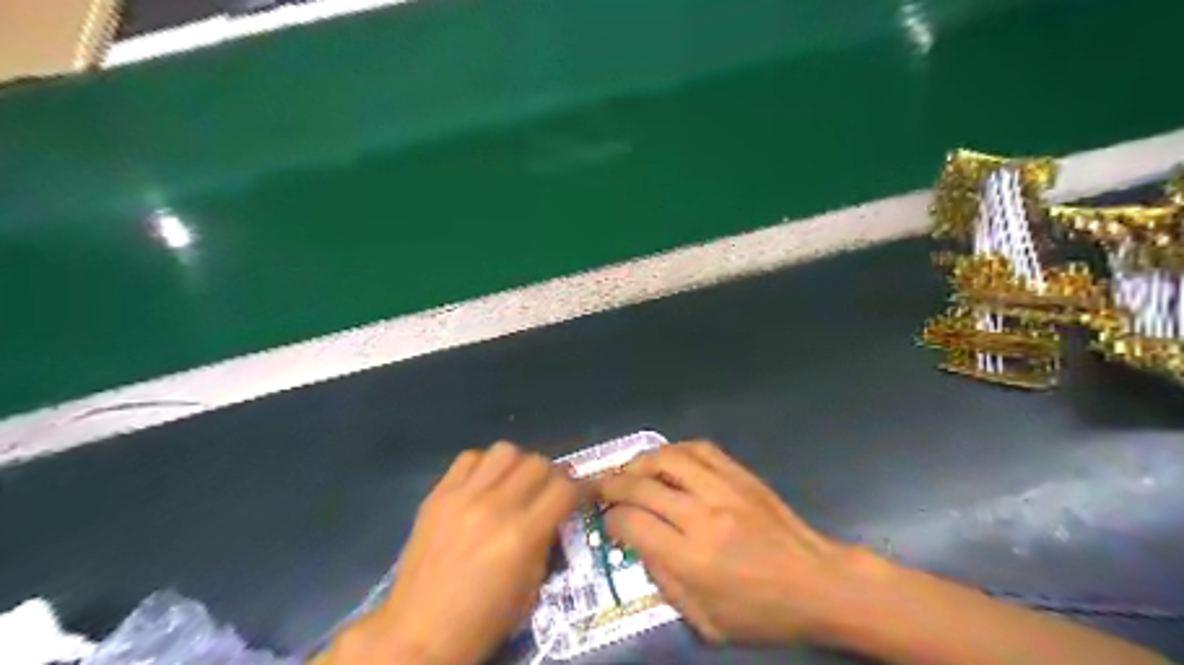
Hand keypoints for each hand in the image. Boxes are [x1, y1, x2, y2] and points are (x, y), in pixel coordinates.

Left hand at [332, 441, 579, 663]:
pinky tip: (484, 485)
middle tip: (549, 490)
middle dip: (552, 475)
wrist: (417, 635)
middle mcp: (495, 507)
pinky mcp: (437, 495)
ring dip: (519, 464)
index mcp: (522, 536)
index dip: (581, 488)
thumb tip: (554, 514)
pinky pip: (469, 458)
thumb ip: (545, 542)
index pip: (565, 488)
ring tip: (515, 483)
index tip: (583, 493)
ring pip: (505, 451)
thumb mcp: (530, 590)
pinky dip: (484, 465)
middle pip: (538, 462)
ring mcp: (462, 497)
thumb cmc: (481, 623)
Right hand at [601, 442, 867, 648]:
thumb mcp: (706, 619)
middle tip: (603, 489)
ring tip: (629, 470)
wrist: (817, 582)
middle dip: (612, 485)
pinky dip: (674, 450)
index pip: (632, 524)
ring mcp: (723, 489)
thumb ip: (664, 582)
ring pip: (667, 458)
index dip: (611, 520)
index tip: (608, 523)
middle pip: (641, 486)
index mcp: (692, 559)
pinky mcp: (740, 474)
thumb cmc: (761, 612)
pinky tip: (666, 460)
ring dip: (639, 461)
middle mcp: (702, 516)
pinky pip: (699, 448)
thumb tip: (638, 544)